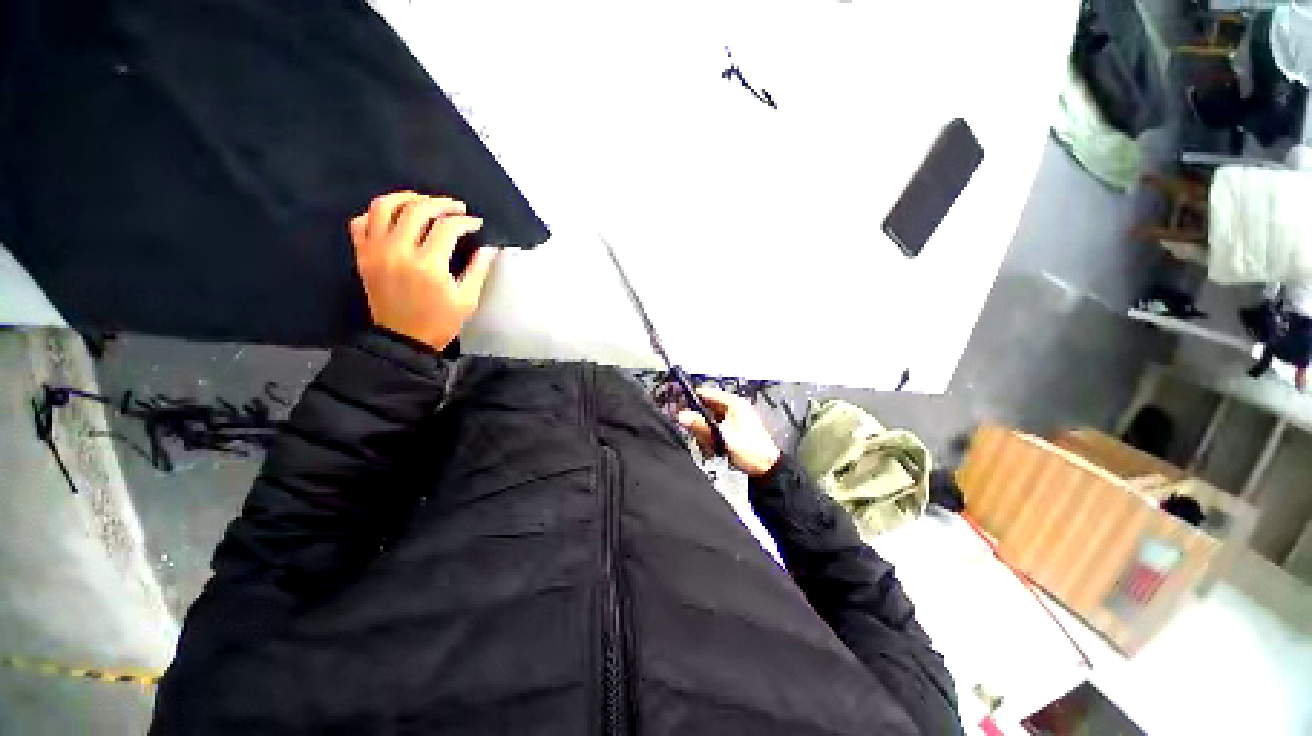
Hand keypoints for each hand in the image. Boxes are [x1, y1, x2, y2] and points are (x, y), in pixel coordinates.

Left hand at [350, 191, 498, 349]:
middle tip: (456, 208)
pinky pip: (361, 222)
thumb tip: (489, 248)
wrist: (403, 340)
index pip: (447, 228)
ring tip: (423, 202)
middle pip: (417, 210)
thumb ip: (479, 270)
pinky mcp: (362, 256)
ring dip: (406, 198)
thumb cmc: (440, 321)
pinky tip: (394, 218)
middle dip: (441, 204)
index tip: (476, 223)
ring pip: (383, 207)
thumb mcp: (467, 300)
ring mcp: (376, 251)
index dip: (465, 221)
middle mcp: (399, 252)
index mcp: (429, 265)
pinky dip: (376, 214)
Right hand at [678, 386, 780, 477]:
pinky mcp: (735, 429)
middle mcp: (735, 407)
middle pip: (707, 408)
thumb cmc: (750, 451)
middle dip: (699, 422)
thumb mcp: (721, 437)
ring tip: (708, 446)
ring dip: (705, 433)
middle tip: (695, 434)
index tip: (680, 407)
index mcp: (734, 403)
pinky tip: (713, 449)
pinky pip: (717, 428)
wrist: (766, 468)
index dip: (692, 399)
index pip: (707, 393)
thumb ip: (700, 426)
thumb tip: (682, 416)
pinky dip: (712, 437)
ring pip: (710, 419)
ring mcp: (735, 418)